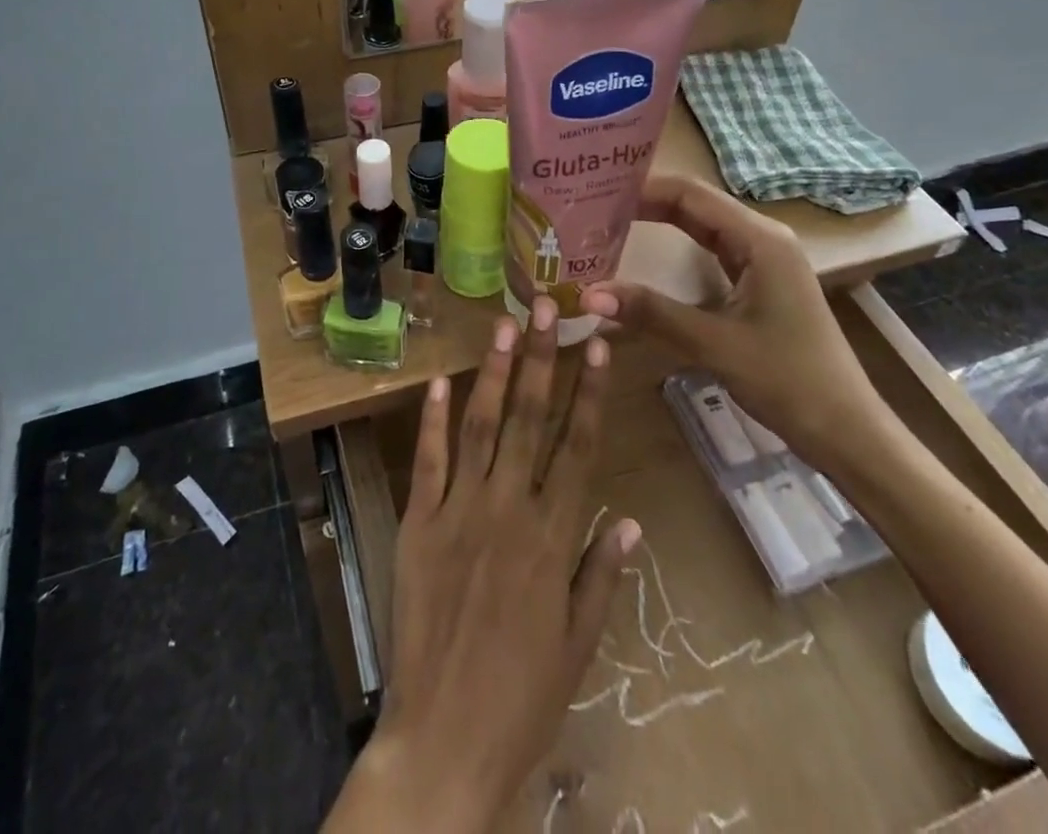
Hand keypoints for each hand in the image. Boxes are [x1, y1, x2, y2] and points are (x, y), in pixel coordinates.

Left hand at [326, 299, 638, 832]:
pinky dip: (433, 419)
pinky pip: (428, 461)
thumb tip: (629, 519)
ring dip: (494, 373)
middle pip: (530, 420)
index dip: (589, 391)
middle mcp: (508, 510)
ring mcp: (458, 512)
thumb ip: (601, 575)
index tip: (595, 345)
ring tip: (505, 326)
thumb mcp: (579, 645)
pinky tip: (440, 380)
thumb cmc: (523, 697)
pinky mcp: (418, 523)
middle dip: (541, 359)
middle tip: (546, 307)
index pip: (578, 447)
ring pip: (480, 427)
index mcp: (552, 537)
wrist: (444, 740)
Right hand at [579, 175, 889, 470]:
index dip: (642, 188)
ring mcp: (764, 259)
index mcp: (759, 239)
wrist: (846, 429)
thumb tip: (588, 293)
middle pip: (694, 204)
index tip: (595, 191)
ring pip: (702, 226)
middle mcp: (763, 237)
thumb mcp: (714, 344)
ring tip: (607, 222)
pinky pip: (711, 249)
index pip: (690, 194)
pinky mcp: (760, 281)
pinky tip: (645, 252)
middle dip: (644, 201)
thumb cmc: (788, 380)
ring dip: (658, 220)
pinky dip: (675, 244)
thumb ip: (651, 313)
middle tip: (591, 206)